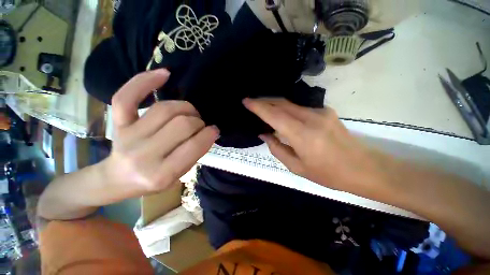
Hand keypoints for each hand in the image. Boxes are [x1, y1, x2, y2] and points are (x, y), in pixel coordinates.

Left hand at [103, 69, 218, 194]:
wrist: (116, 180)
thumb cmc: (151, 181)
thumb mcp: (178, 176)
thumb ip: (194, 154)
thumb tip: (208, 132)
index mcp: (161, 174)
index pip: (193, 146)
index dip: (209, 134)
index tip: (214, 130)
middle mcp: (143, 155)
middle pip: (181, 124)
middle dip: (198, 122)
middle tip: (200, 124)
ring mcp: (128, 136)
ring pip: (165, 109)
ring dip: (186, 108)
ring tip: (190, 113)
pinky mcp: (117, 123)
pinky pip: (127, 97)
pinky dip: (145, 82)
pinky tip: (165, 74)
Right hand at [243, 98, 388, 196]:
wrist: (364, 168)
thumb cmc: (328, 174)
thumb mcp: (297, 167)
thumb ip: (277, 149)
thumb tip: (264, 134)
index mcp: (303, 135)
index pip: (275, 115)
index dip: (258, 107)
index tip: (246, 101)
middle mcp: (311, 118)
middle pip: (282, 103)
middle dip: (264, 101)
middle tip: (251, 102)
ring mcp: (321, 112)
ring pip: (290, 104)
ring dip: (274, 104)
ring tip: (263, 108)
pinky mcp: (326, 111)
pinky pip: (299, 108)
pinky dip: (287, 109)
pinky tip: (282, 115)